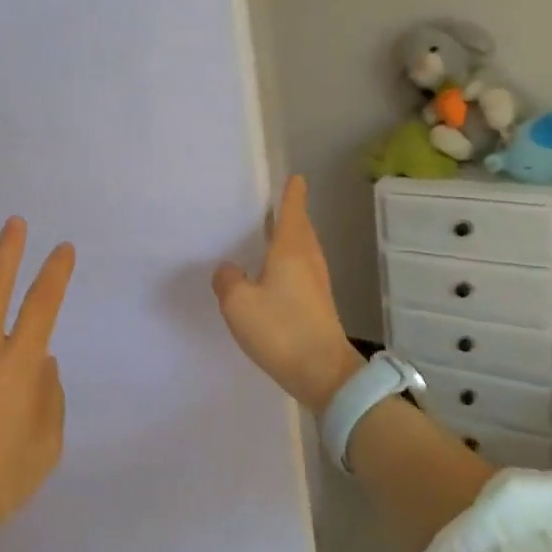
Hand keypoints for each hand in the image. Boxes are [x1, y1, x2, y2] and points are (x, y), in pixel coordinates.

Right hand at [212, 176, 363, 416]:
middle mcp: (308, 260)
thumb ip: (228, 280)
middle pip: (301, 228)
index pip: (293, 211)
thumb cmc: (281, 329)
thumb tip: (230, 269)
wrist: (323, 373)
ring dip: (290, 239)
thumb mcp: (238, 303)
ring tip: (269, 236)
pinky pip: (301, 271)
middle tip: (274, 204)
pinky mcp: (318, 305)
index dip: (292, 193)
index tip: (295, 177)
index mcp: (291, 250)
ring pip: (303, 250)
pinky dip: (289, 262)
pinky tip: (273, 275)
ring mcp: (317, 284)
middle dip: (291, 214)